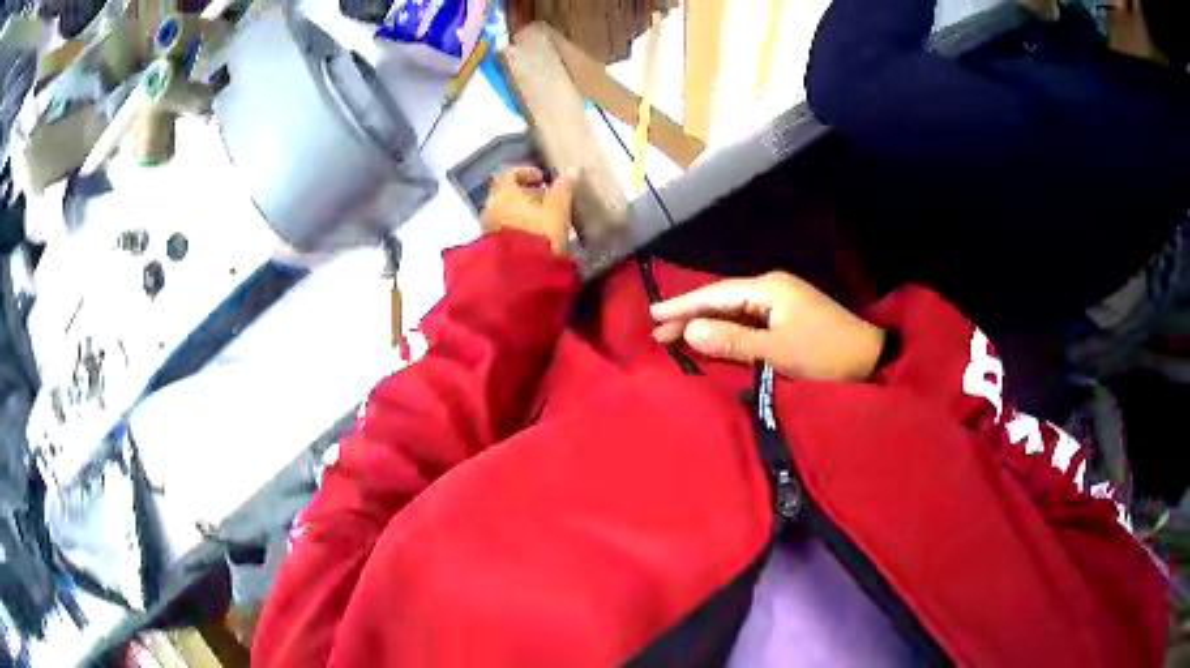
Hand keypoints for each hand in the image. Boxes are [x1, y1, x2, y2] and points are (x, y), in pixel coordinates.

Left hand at [481, 166, 577, 254]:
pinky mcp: (491, 248)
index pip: (508, 174)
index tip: (542, 178)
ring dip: (521, 212)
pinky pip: (503, 230)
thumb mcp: (558, 209)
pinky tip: (535, 237)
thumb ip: (563, 189)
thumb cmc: (540, 234)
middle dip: (525, 194)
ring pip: (504, 213)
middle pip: (505, 194)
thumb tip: (571, 171)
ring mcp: (488, 229)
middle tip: (545, 199)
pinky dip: (517, 227)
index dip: (525, 172)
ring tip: (544, 220)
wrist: (520, 275)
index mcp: (504, 193)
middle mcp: (491, 208)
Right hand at [651, 272, 885, 381]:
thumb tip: (690, 331)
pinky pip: (748, 322)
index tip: (653, 315)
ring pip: (734, 311)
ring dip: (706, 324)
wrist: (869, 358)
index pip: (716, 295)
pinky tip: (711, 339)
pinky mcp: (787, 318)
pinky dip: (727, 331)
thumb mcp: (778, 351)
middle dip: (690, 316)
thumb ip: (732, 341)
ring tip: (675, 337)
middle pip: (722, 300)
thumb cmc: (825, 353)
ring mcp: (781, 302)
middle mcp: (771, 288)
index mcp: (768, 288)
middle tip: (657, 332)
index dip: (683, 305)